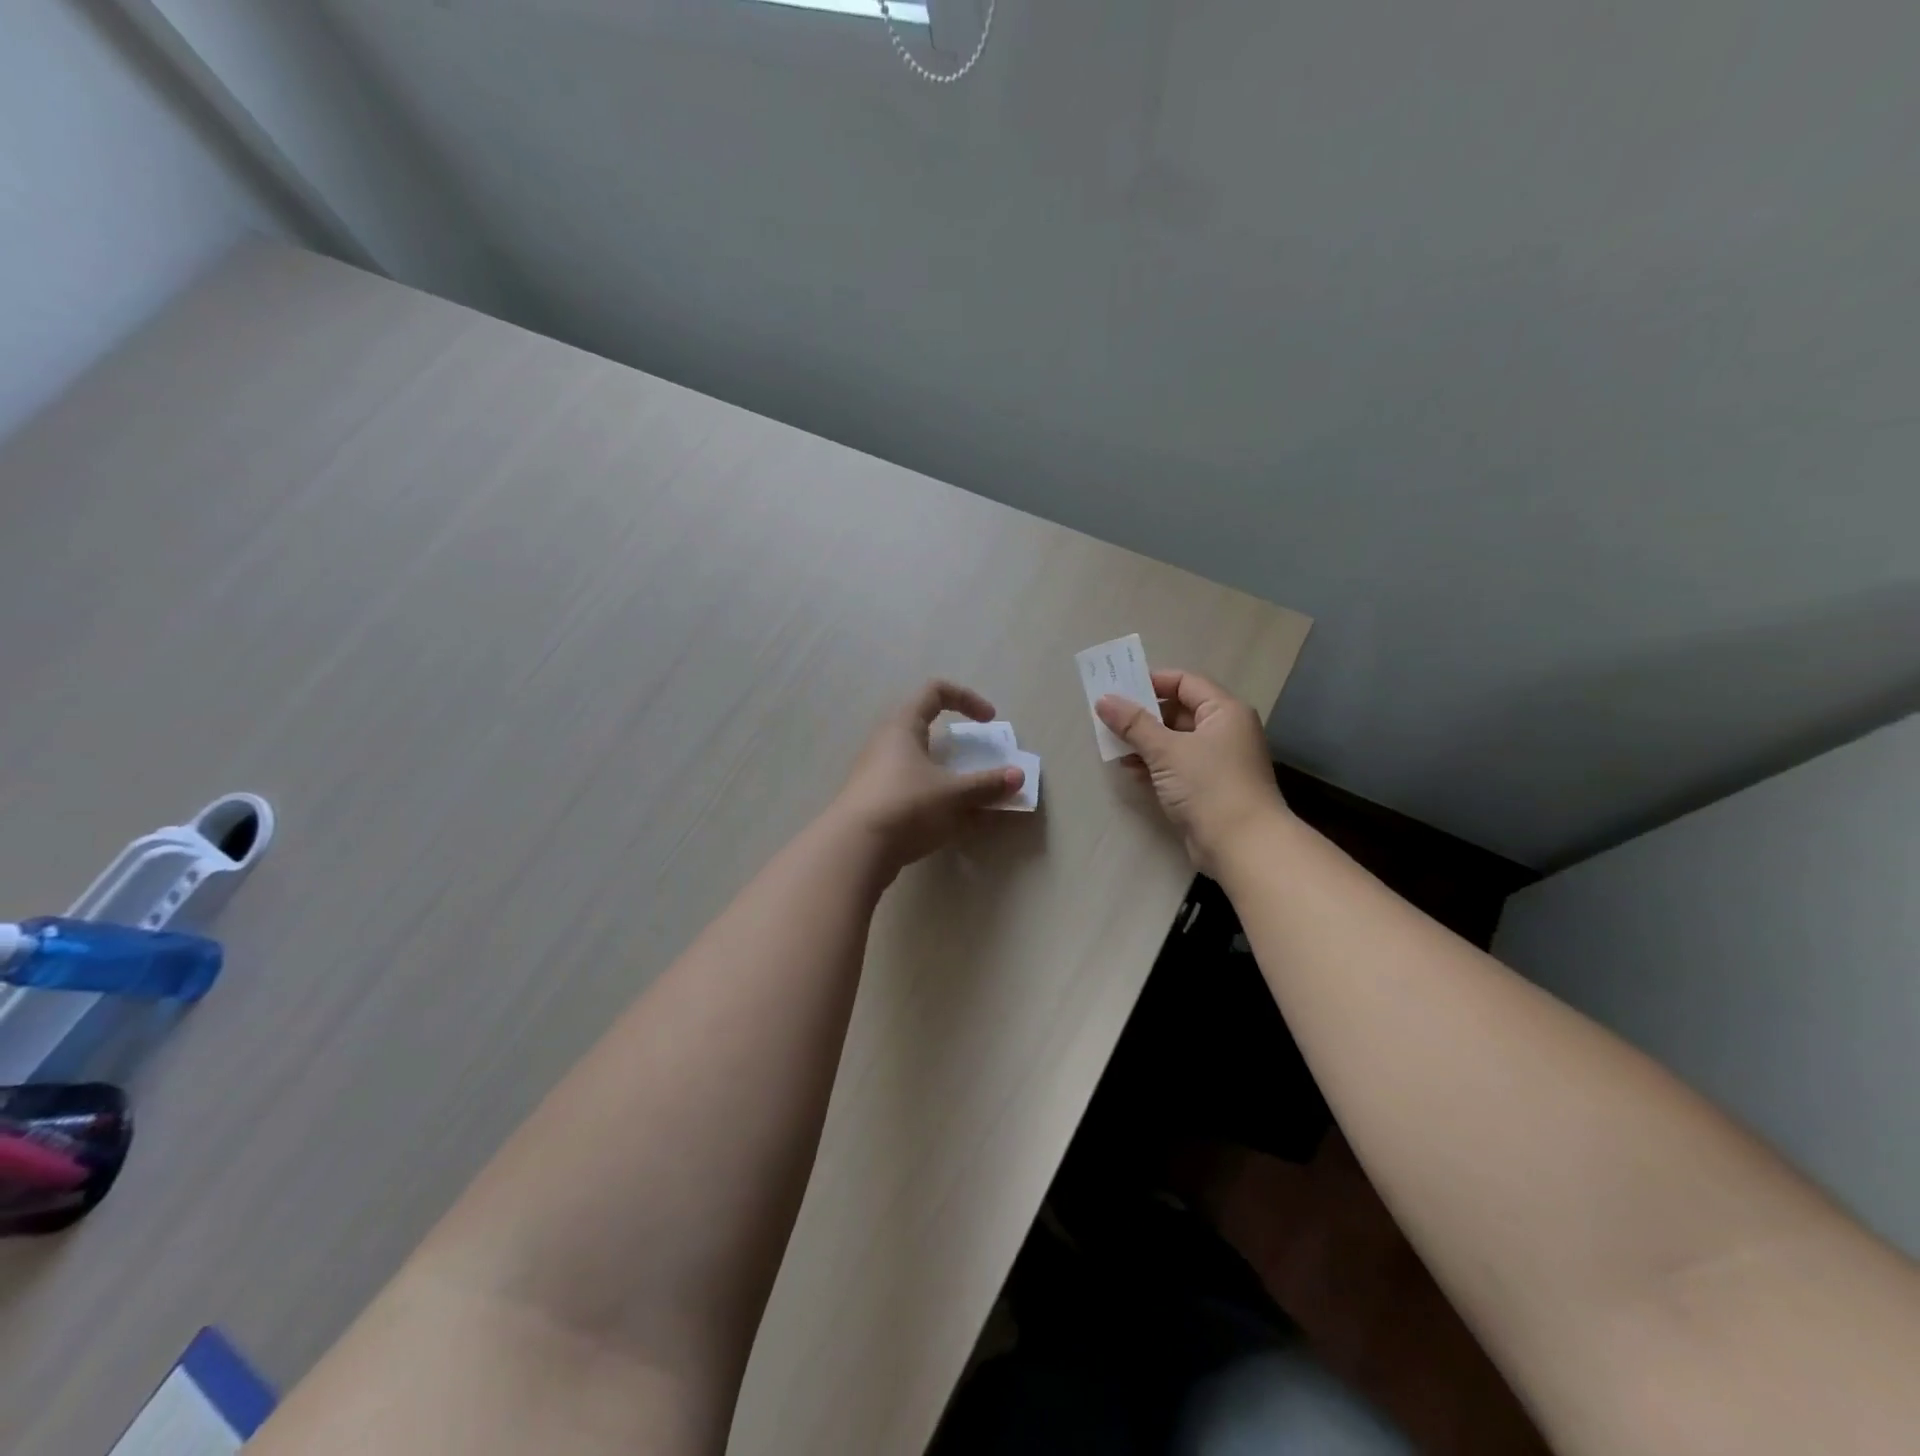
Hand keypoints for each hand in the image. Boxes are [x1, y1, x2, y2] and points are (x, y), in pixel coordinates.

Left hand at [833, 680, 1024, 871]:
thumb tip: (1018, 777)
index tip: (989, 721)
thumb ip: (987, 784)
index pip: (935, 691)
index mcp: (903, 726)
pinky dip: (932, 797)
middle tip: (976, 761)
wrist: (854, 849)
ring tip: (967, 798)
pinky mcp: (873, 801)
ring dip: (946, 774)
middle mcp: (885, 743)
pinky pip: (909, 788)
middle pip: (924, 728)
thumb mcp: (954, 795)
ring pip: (917, 762)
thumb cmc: (906, 806)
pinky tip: (946, 821)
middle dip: (956, 743)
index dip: (967, 698)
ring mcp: (875, 773)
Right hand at [1096, 669, 1287, 873]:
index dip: (1152, 682)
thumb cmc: (1208, 786)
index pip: (1185, 682)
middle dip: (1144, 715)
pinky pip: (1177, 765)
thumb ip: (1133, 724)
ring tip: (1113, 744)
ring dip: (1145, 741)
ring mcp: (1218, 761)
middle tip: (1109, 717)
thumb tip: (1104, 700)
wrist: (1242, 845)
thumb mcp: (1166, 750)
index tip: (1118, 688)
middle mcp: (1225, 731)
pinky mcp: (1209, 787)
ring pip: (1175, 740)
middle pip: (1179, 711)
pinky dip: (1155, 764)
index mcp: (1224, 711)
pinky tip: (1131, 769)